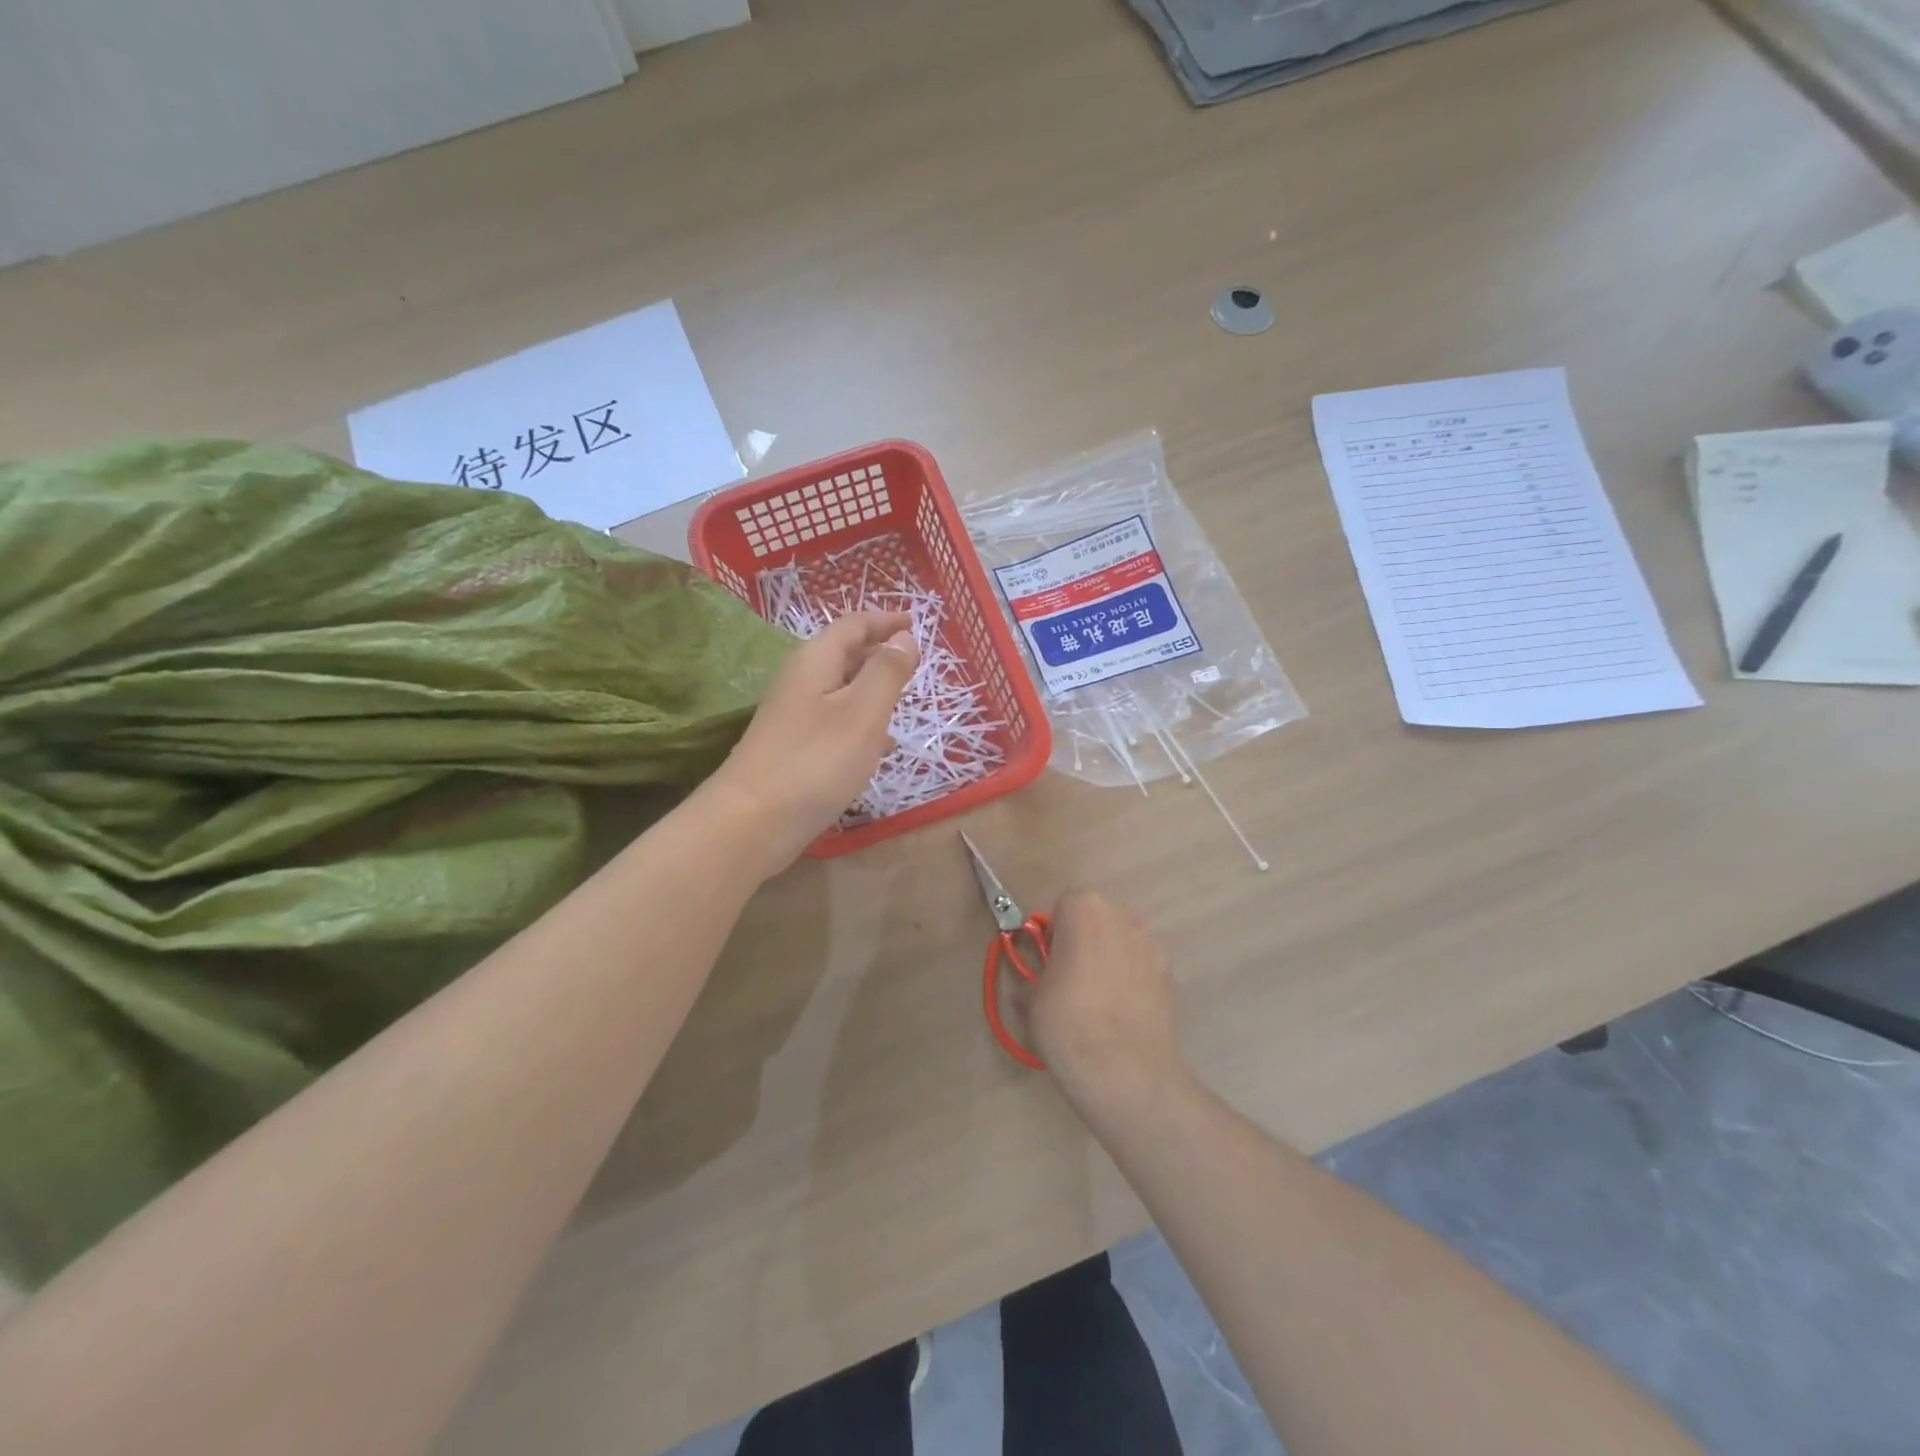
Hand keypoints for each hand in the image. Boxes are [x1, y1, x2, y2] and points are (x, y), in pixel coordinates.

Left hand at [708, 612, 918, 872]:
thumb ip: (887, 672)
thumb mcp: (863, 712)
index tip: (913, 621)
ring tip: (903, 699)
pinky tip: (879, 746)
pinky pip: (834, 722)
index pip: (852, 626)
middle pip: (843, 654)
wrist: (751, 822)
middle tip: (913, 660)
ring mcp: (793, 717)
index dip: (884, 621)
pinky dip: (861, 723)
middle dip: (878, 652)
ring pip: (840, 690)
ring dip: (871, 689)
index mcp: (816, 662)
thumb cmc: (815, 760)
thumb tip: (904, 637)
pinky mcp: (793, 748)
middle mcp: (800, 682)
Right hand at [1026, 891, 1188, 1110]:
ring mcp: (1152, 945)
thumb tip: (1034, 985)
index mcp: (1084, 909)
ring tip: (1096, 1000)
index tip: (1047, 961)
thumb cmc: (1067, 1022)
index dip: (1053, 933)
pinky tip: (1120, 1014)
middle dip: (1083, 940)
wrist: (1125, 1071)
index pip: (1063, 905)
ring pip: (1121, 942)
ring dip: (1108, 958)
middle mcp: (1123, 916)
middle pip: (1097, 918)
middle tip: (1068, 978)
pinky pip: (1142, 968)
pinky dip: (1131, 981)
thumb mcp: (1031, 998)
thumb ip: (1034, 977)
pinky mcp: (1171, 975)